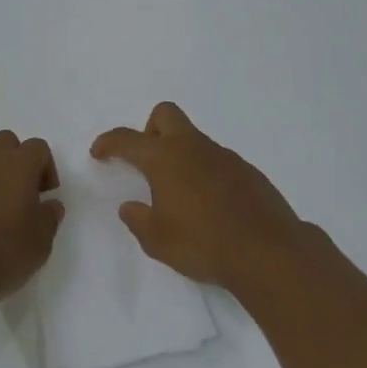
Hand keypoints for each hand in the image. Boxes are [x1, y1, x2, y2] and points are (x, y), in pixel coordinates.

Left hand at [0, 131, 63, 303]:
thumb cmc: (2, 253)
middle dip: (13, 161)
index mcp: (18, 164)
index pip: (38, 148)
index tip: (45, 195)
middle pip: (4, 142)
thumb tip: (50, 205)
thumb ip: (49, 217)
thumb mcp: (41, 242)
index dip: (45, 168)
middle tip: (17, 195)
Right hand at [91, 102, 308, 290]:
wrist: (268, 252)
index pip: (127, 139)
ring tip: (180, 194)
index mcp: (165, 159)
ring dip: (180, 155)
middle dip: (149, 130)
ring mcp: (224, 156)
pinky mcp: (247, 171)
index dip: (108, 142)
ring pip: (193, 139)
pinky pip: (216, 160)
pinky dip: (205, 172)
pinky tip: (210, 205)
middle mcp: (193, 148)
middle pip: (165, 115)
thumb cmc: (203, 244)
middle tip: (146, 162)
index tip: (98, 152)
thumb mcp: (157, 240)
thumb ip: (138, 220)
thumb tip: (130, 207)